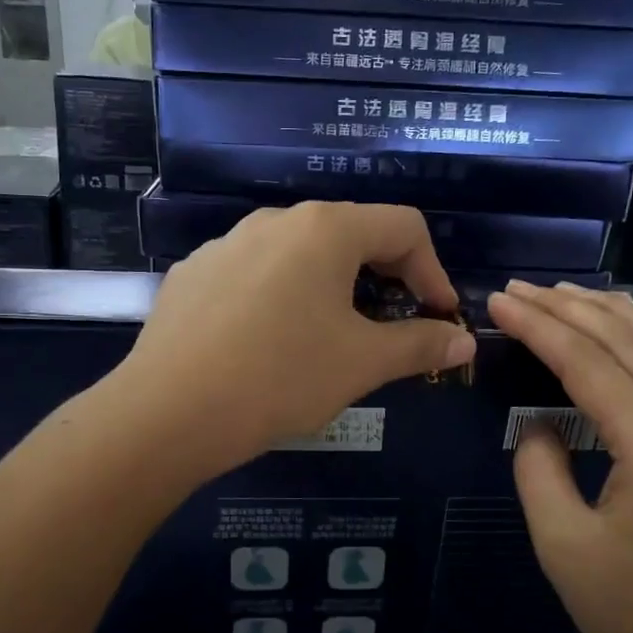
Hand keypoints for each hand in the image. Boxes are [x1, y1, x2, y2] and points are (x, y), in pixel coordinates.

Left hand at [114, 203, 476, 475]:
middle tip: (393, 328)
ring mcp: (227, 243)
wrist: (168, 412)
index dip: (434, 271)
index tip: (439, 318)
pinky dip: (282, 298)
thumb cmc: (280, 377)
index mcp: (325, 229)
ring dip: (332, 288)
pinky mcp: (194, 273)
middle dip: (386, 278)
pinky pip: (255, 274)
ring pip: (299, 254)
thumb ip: (420, 344)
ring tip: (331, 338)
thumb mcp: (362, 363)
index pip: (403, 226)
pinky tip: (268, 344)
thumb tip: (464, 341)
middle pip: (351, 234)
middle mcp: (275, 220)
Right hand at [487, 280, 632, 632]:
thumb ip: (539, 469)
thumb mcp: (562, 545)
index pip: (586, 362)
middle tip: (520, 288)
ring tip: (570, 294)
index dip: (538, 326)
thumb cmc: (632, 615)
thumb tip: (540, 424)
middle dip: (569, 309)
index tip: (498, 300)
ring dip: (613, 317)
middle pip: (626, 342)